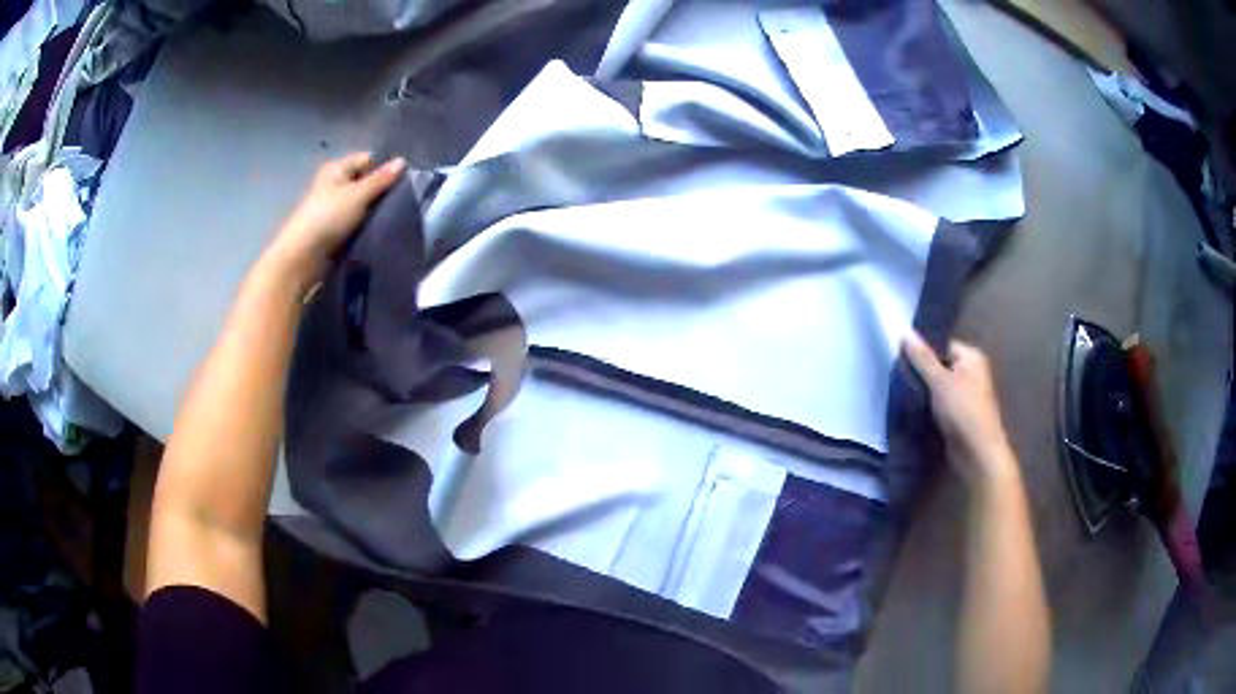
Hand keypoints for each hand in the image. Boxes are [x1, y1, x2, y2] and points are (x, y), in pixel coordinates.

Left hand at [265, 152, 406, 285]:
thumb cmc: (328, 217)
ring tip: (394, 216)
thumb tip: (403, 161)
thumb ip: (381, 179)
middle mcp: (334, 184)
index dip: (385, 168)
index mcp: (337, 168)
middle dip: (381, 190)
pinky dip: (366, 224)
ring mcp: (333, 208)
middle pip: (365, 181)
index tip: (404, 181)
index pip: (368, 159)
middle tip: (403, 201)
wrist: (303, 257)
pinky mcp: (334, 229)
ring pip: (362, 203)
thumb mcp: (358, 194)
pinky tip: (380, 230)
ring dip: (375, 210)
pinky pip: (357, 221)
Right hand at [903, 331, 1017, 487]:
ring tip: (905, 396)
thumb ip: (921, 357)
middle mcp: (972, 373)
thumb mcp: (939, 381)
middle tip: (903, 380)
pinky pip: (940, 405)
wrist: (977, 454)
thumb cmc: (963, 411)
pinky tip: (915, 411)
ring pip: (938, 387)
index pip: (943, 345)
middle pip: (940, 366)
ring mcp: (967, 396)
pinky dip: (929, 408)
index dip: (925, 353)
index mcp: (972, 358)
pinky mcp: (960, 416)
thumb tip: (903, 331)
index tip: (906, 362)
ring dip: (924, 393)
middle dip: (923, 374)